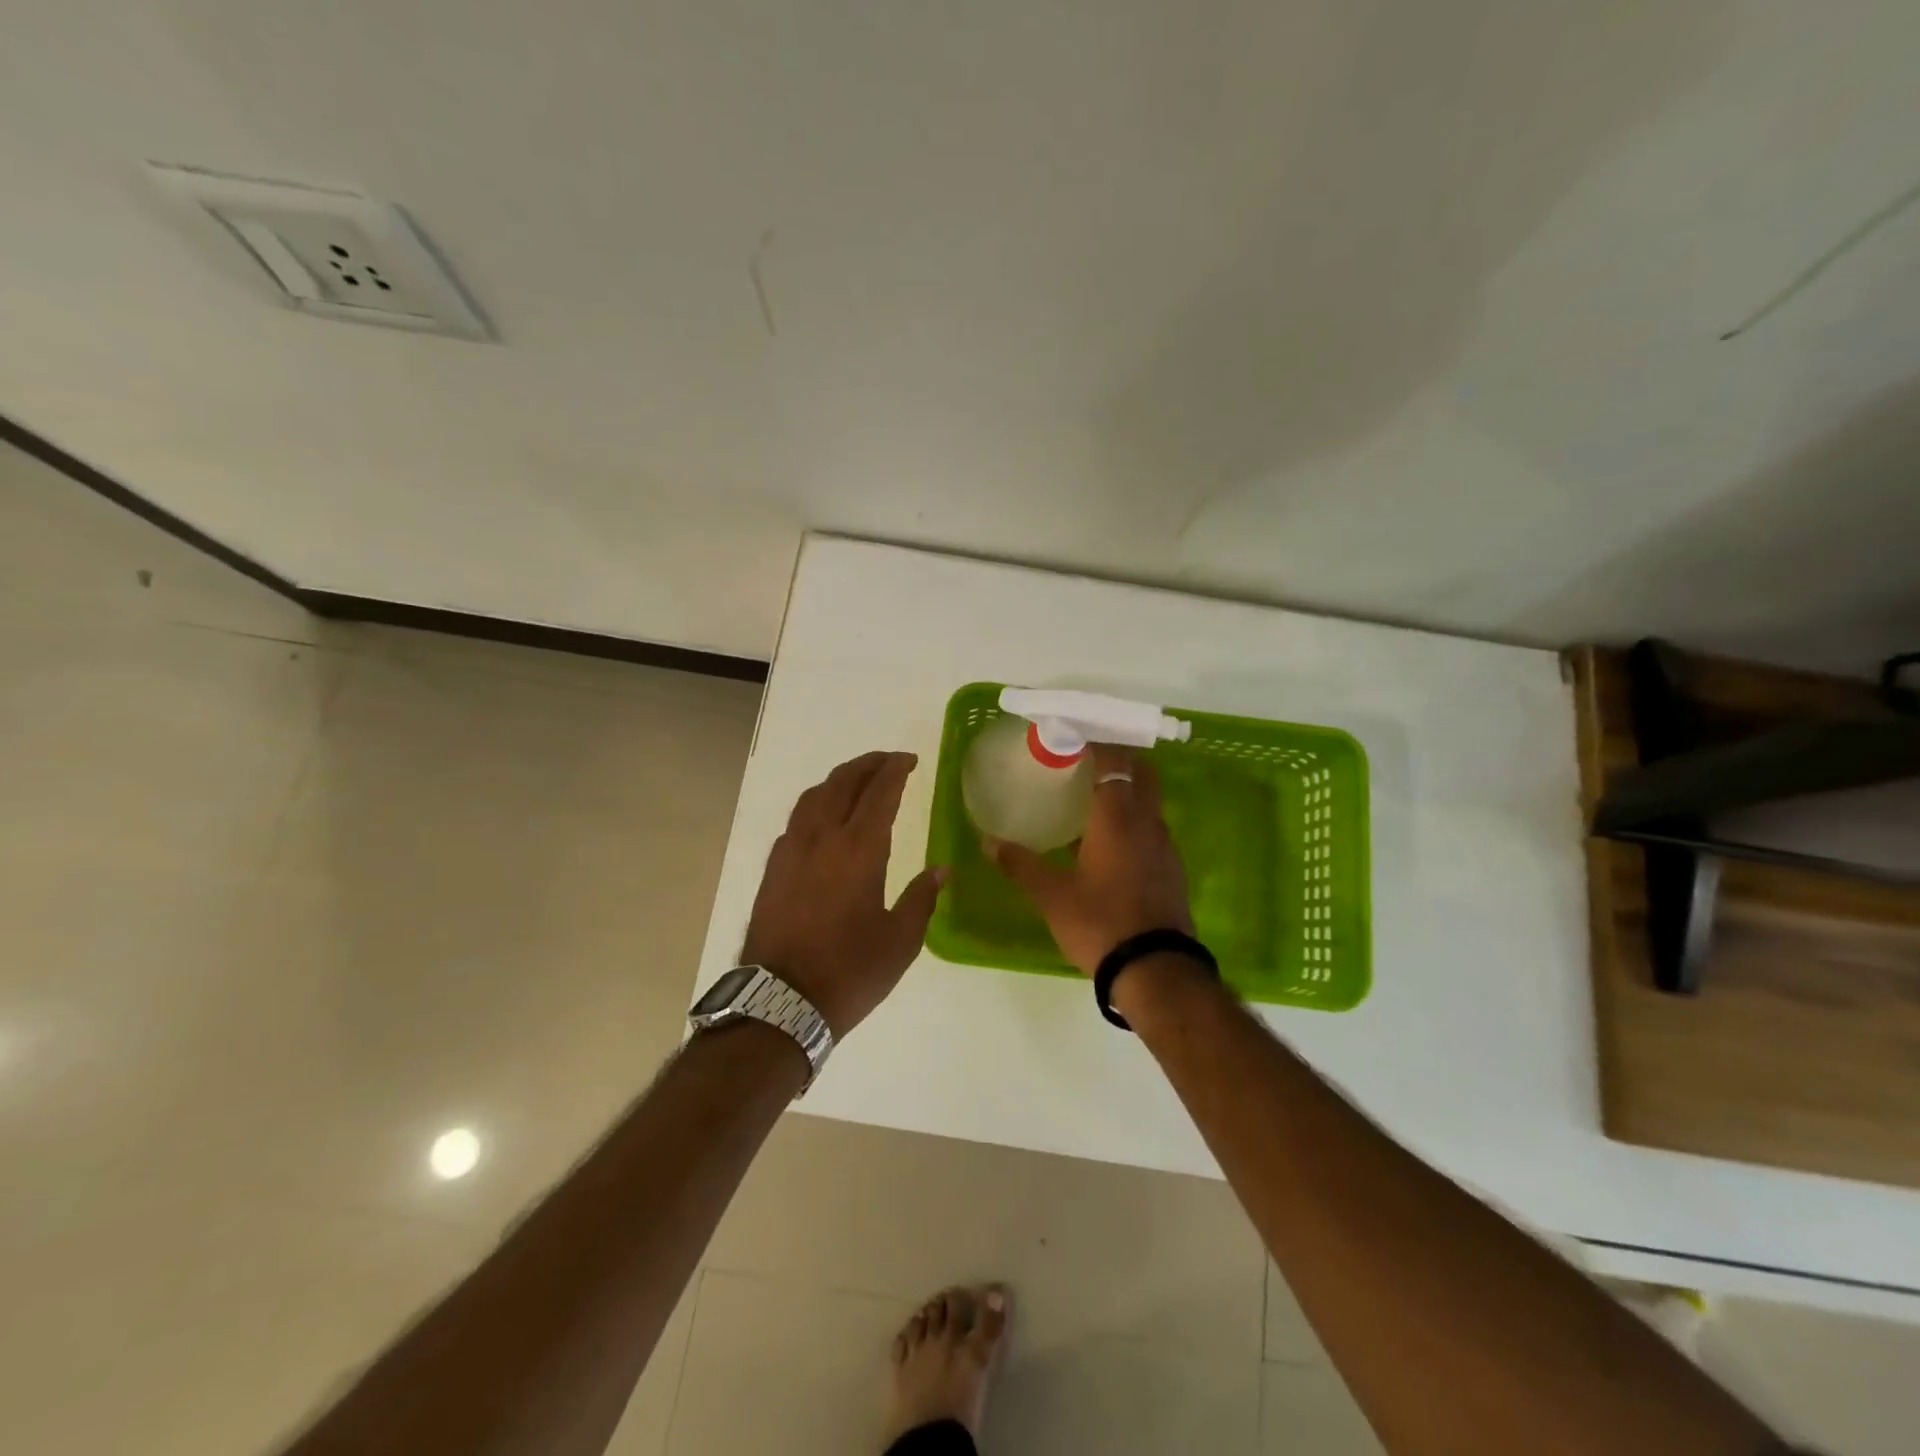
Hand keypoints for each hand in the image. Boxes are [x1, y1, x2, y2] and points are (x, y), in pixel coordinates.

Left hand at [741, 751, 946, 1036]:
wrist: (780, 1002)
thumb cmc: (849, 972)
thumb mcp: (900, 941)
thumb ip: (921, 898)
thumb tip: (941, 871)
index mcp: (859, 850)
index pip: (879, 792)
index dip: (895, 770)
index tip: (909, 760)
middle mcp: (822, 838)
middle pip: (843, 782)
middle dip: (868, 764)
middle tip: (888, 761)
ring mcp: (791, 851)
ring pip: (814, 796)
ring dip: (839, 779)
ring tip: (857, 780)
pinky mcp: (773, 868)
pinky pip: (797, 819)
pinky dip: (816, 804)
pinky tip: (825, 818)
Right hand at [986, 745, 1193, 975]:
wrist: (1156, 971)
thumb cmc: (1100, 923)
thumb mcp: (1052, 896)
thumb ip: (1021, 865)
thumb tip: (988, 842)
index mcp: (1117, 819)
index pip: (1113, 762)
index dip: (1096, 743)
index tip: (1074, 736)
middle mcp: (1146, 823)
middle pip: (1141, 773)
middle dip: (1119, 759)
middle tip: (1086, 761)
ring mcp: (1165, 847)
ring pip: (1149, 802)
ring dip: (1128, 791)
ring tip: (1094, 799)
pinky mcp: (1172, 869)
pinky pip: (1152, 829)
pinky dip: (1134, 820)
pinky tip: (1111, 842)